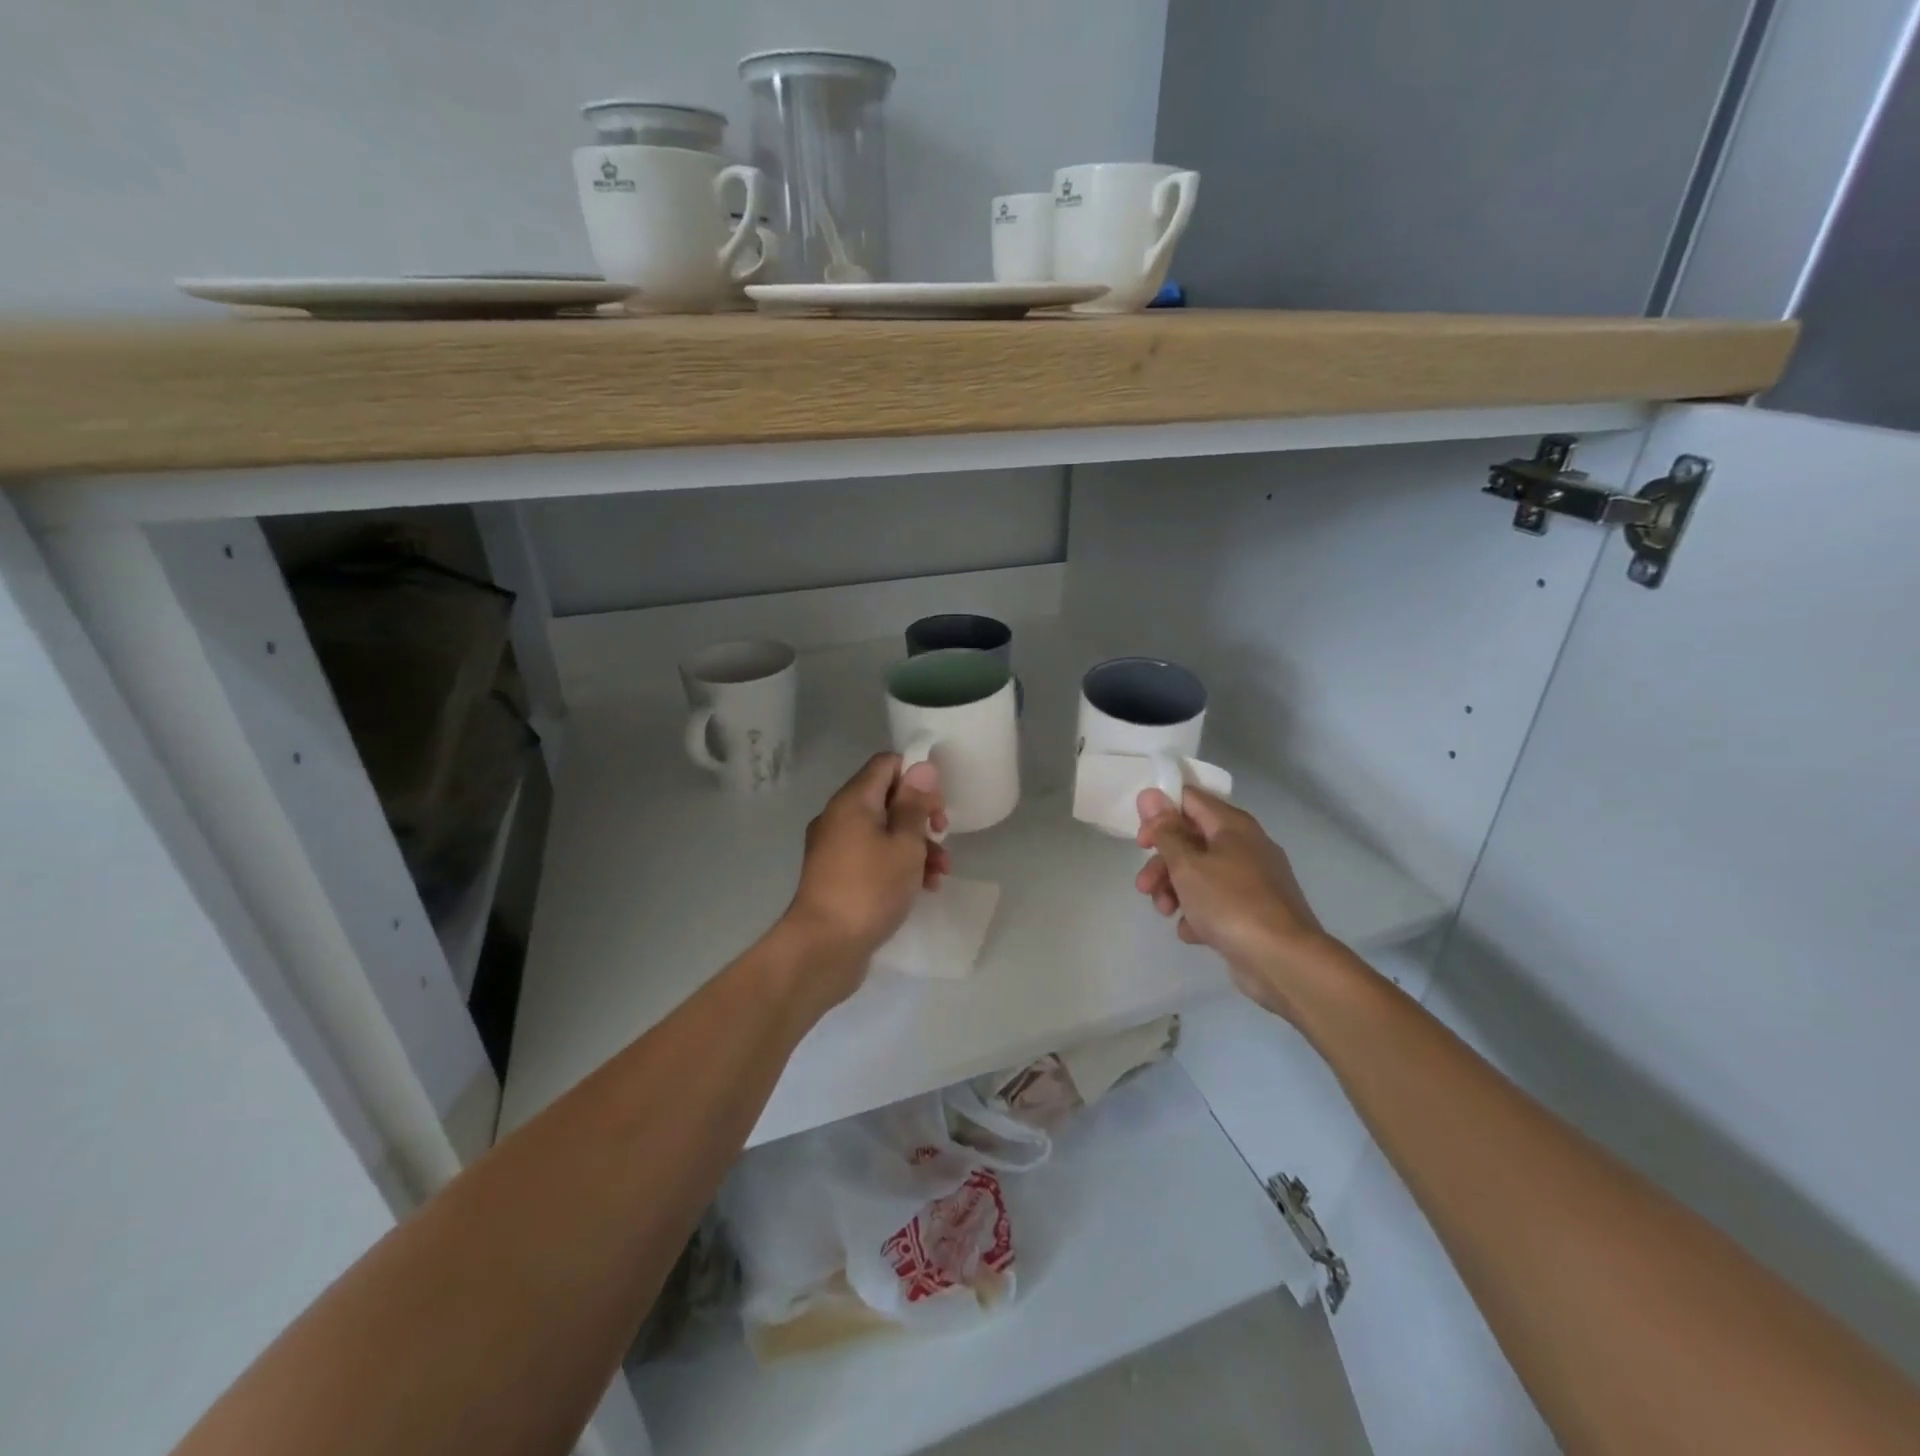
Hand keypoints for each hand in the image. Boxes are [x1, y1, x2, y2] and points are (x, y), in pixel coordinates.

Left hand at [781, 753, 950, 1004]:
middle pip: (886, 798)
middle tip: (942, 834)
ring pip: (883, 831)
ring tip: (940, 872)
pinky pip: (872, 856)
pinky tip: (923, 887)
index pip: (886, 765)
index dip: (916, 776)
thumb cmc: (870, 889)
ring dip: (915, 845)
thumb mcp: (904, 845)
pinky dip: (897, 864)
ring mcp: (835, 848)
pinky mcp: (837, 876)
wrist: (824, 948)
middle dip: (920, 815)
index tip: (937, 803)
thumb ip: (914, 805)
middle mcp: (839, 817)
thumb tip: (920, 767)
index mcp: (853, 801)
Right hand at [1134, 786, 1329, 1021]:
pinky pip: (1215, 903)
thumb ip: (1165, 831)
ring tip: (1165, 911)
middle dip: (1162, 863)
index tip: (1141, 840)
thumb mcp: (1187, 864)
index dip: (1160, 814)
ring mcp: (1251, 881)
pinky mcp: (1251, 912)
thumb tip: (1150, 794)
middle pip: (1191, 841)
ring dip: (1174, 890)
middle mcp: (1244, 846)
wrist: (1282, 960)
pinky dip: (1199, 914)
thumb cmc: (1230, 903)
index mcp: (1233, 826)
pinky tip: (1193, 931)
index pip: (1189, 800)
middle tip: (1144, 885)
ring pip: (1200, 874)